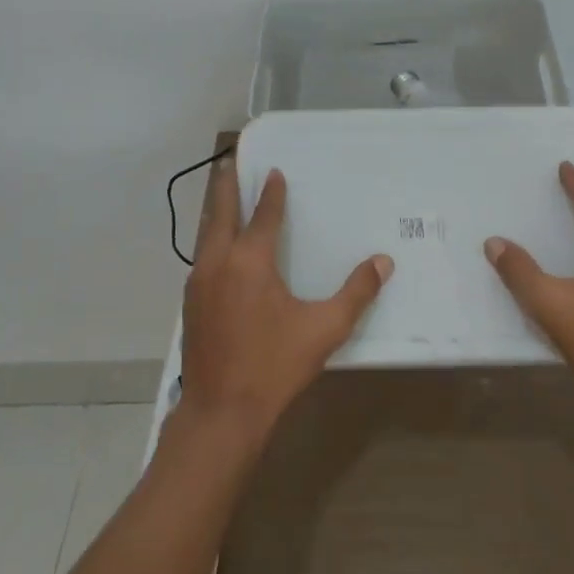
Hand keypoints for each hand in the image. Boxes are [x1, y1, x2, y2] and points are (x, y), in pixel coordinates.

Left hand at [180, 156, 393, 437]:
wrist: (222, 411)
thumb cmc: (275, 366)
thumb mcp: (324, 329)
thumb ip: (356, 293)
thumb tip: (383, 262)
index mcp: (250, 261)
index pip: (264, 216)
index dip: (272, 193)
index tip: (274, 172)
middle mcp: (218, 262)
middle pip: (222, 213)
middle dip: (228, 186)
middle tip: (232, 162)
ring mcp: (198, 283)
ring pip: (206, 235)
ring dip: (217, 211)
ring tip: (225, 197)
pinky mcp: (190, 303)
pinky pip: (202, 257)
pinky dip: (212, 239)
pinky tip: (220, 250)